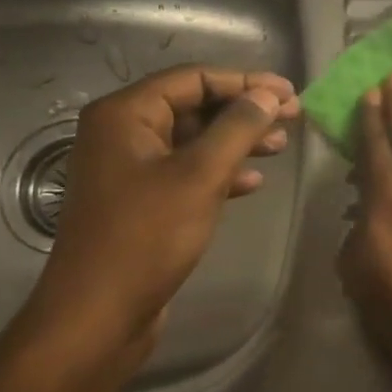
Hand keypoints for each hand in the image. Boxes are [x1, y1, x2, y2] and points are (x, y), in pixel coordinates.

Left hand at [14, 65, 300, 371]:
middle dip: (244, 111)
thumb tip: (269, 96)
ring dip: (237, 141)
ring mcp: (130, 170)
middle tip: (292, 117)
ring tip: (279, 148)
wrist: (100, 312)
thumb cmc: (147, 236)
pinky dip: (221, 173)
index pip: (193, 79)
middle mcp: (123, 134)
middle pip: (194, 106)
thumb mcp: (200, 176)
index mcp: (125, 115)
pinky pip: (187, 172)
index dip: (246, 82)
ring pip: (194, 141)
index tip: (289, 94)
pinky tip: (253, 184)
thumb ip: (237, 129)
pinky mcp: (142, 202)